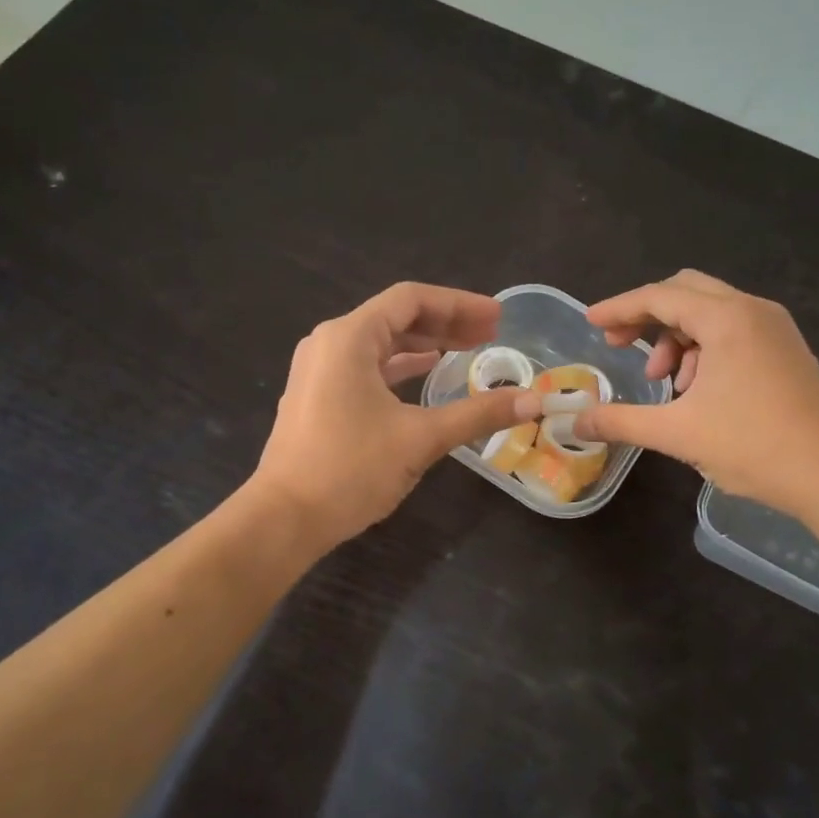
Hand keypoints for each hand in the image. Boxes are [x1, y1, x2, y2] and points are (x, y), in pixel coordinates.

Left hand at [252, 283, 541, 548]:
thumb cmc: (350, 468)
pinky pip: (367, 367)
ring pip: (381, 343)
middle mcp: (329, 343)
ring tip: (468, 350)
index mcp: (349, 338)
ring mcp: (319, 371)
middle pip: (396, 317)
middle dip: (446, 323)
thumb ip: (478, 413)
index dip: (460, 304)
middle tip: (491, 334)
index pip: (411, 299)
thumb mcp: (421, 438)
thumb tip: (533, 401)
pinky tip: (428, 375)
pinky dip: (401, 367)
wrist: (285, 518)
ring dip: (425, 344)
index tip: (497, 317)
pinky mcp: (318, 397)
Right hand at [574, 270, 818, 516]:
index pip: (659, 297)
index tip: (590, 322)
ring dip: (677, 338)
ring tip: (665, 383)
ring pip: (711, 313)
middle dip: (647, 316)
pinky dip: (705, 349)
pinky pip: (734, 331)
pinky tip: (697, 391)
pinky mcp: (786, 350)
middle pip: (686, 292)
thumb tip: (575, 422)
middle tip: (620, 346)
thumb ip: (620, 421)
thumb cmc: (753, 446)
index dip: (619, 308)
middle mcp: (753, 310)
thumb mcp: (677, 434)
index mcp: (727, 319)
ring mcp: (775, 328)